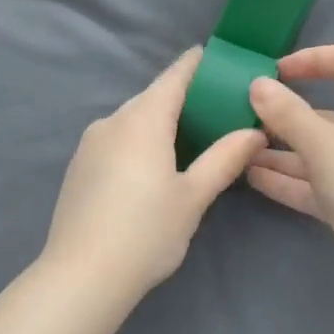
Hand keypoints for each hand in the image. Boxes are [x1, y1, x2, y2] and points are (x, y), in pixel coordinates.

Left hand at [43, 49, 267, 297]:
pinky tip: (153, 166)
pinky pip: (116, 139)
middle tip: (217, 107)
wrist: (81, 277)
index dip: (197, 64)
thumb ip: (225, 158)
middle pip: (153, 97)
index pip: (174, 77)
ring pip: (132, 120)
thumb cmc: (146, 232)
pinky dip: (139, 140)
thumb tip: (255, 132)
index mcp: (143, 120)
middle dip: (183, 97)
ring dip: (160, 121)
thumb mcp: (194, 196)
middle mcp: (112, 121)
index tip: (218, 57)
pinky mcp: (78, 166)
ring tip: (191, 138)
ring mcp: (89, 143)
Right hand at [245, 46, 333, 313]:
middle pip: (327, 113)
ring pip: (317, 152)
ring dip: (280, 150)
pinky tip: (252, 177)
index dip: (313, 59)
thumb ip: (287, 113)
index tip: (275, 71)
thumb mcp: (324, 144)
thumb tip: (258, 84)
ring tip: (238, 149)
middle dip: (286, 113)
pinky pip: (316, 184)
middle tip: (243, 117)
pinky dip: (288, 179)